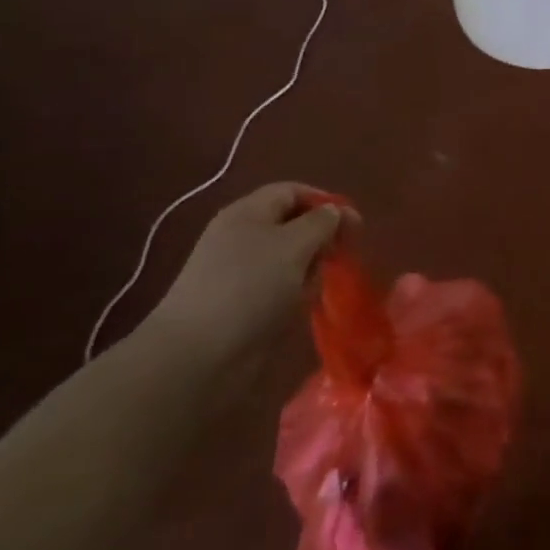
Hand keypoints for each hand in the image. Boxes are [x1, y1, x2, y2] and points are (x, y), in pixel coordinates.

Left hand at [146, 183, 358, 362]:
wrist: (196, 357)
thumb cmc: (250, 287)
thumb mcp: (295, 245)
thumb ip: (321, 222)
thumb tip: (334, 212)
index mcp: (248, 212)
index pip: (293, 192)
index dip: (325, 202)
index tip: (353, 225)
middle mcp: (240, 236)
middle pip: (291, 225)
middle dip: (319, 238)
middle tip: (339, 257)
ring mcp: (236, 272)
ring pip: (287, 259)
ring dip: (307, 270)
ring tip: (314, 288)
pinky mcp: (237, 305)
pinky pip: (275, 288)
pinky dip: (292, 295)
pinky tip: (299, 308)